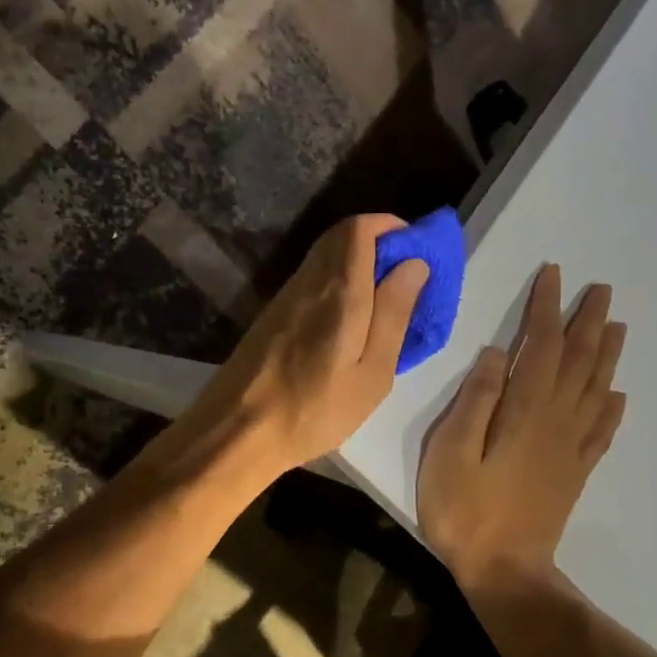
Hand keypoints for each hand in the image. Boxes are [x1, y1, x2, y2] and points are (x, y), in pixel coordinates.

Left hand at [170, 215, 428, 479]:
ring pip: (325, 257)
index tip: (419, 249)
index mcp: (338, 291)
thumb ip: (393, 313)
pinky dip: (339, 282)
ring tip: (386, 300)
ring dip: (358, 262)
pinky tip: (352, 318)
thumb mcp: (372, 373)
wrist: (237, 431)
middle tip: (407, 275)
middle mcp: (308, 282)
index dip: (391, 226)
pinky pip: (313, 280)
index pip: (359, 228)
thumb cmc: (314, 410)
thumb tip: (414, 264)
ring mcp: (285, 297)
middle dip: (378, 242)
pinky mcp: (273, 315)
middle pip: (341, 236)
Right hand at [418, 263, 626, 591]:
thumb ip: (476, 400)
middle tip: (602, 290)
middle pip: (579, 361)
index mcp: (526, 411)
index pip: (542, 346)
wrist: (505, 572)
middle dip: (589, 322)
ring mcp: (570, 448)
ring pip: (596, 389)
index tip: (553, 274)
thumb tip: (498, 353)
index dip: (547, 308)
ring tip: (617, 326)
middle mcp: (557, 421)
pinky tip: (617, 395)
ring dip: (607, 354)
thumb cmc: (466, 511)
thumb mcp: (452, 452)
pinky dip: (611, 407)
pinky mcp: (574, 472)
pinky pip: (600, 431)